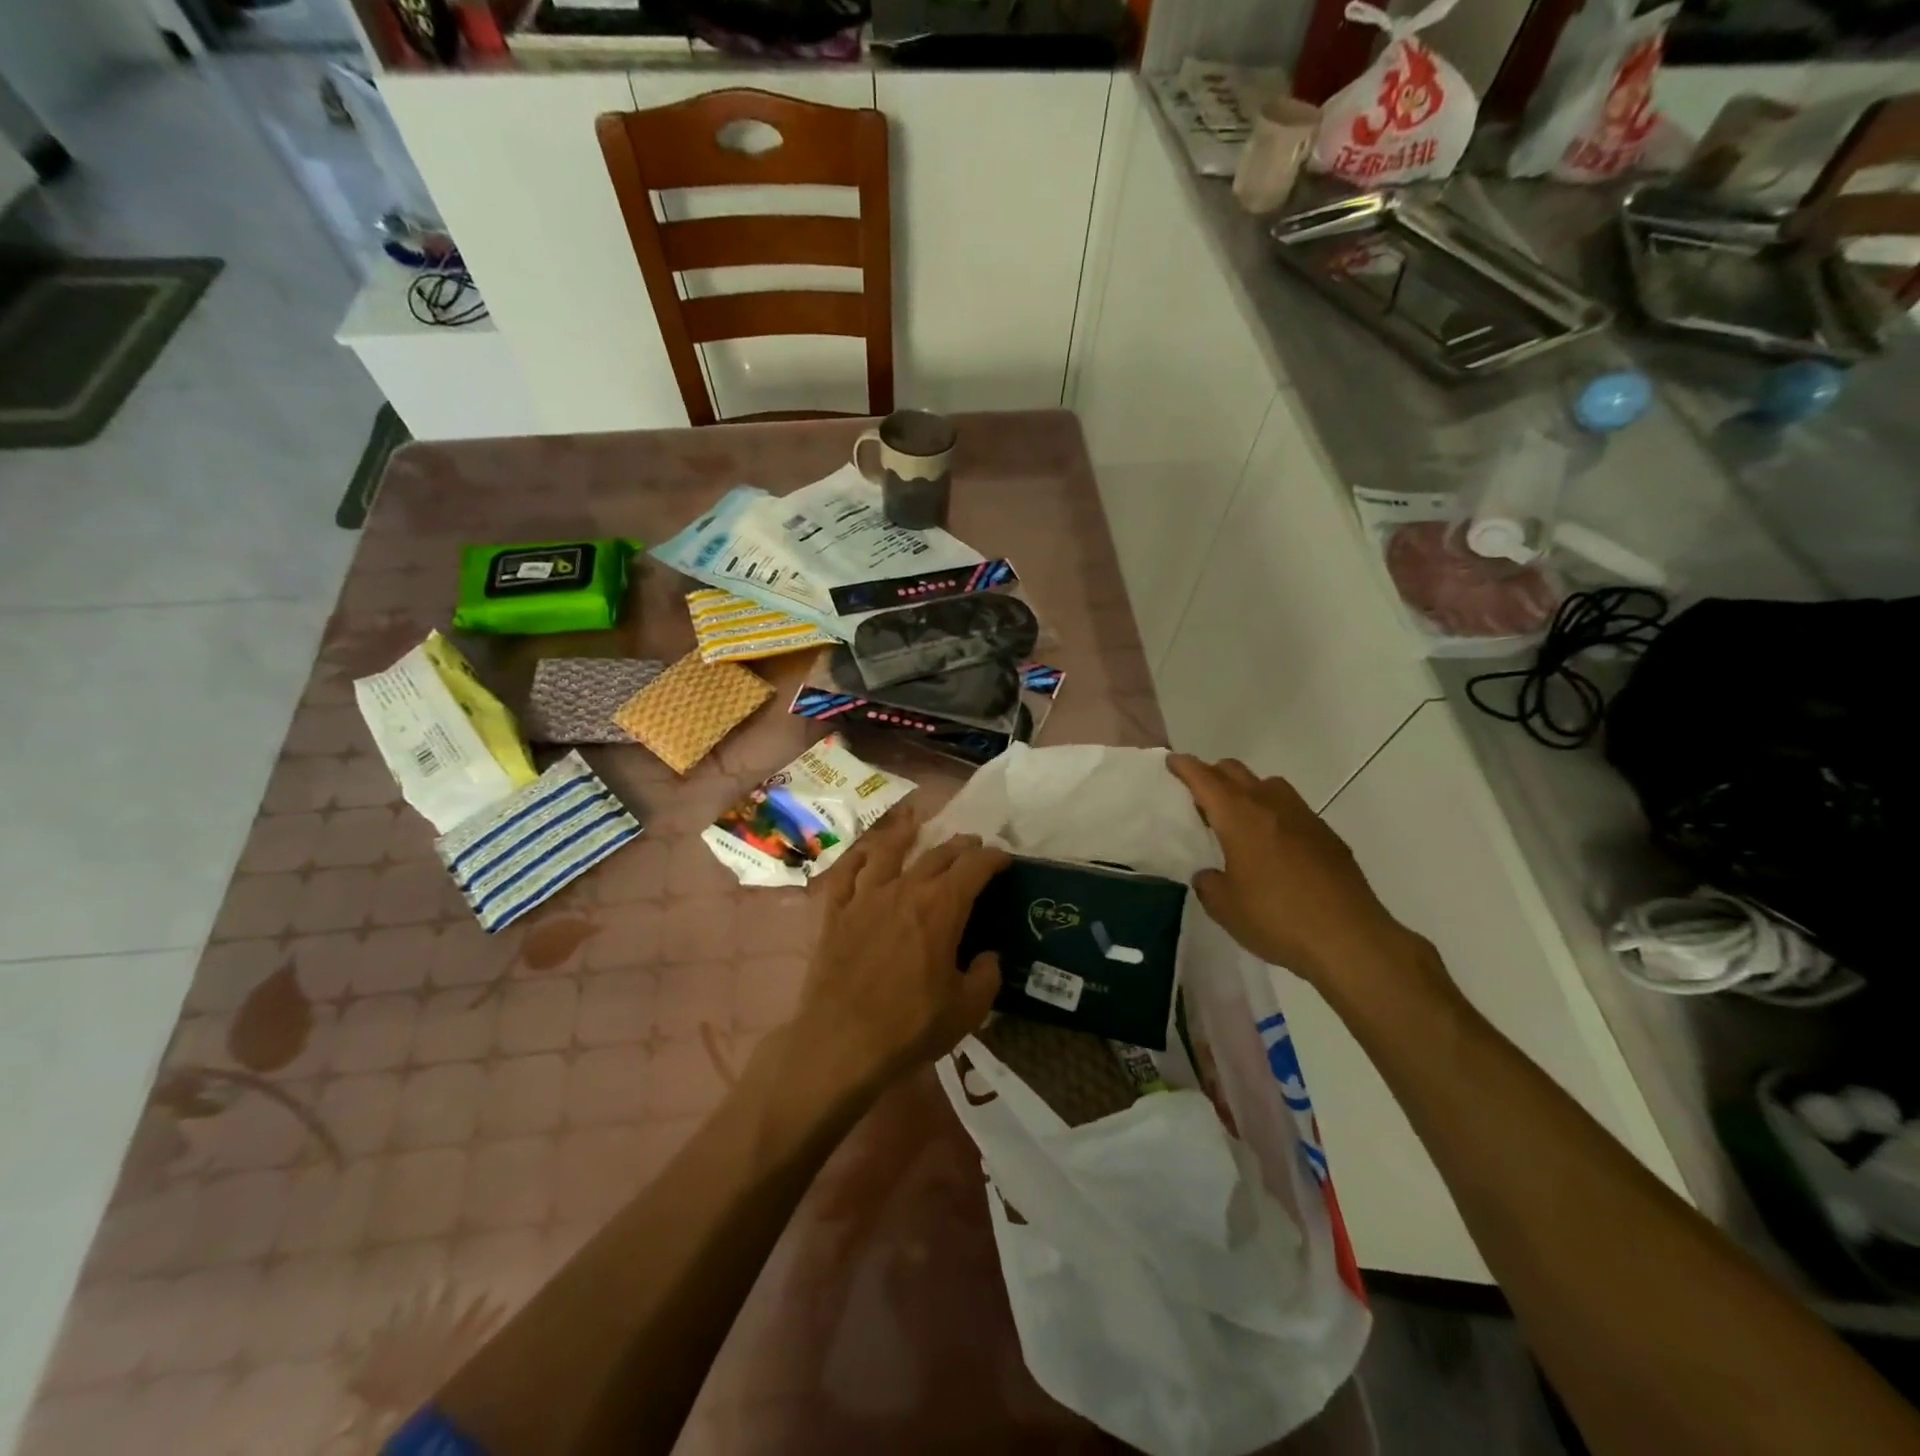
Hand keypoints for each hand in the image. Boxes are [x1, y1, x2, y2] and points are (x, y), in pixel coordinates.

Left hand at [799, 806, 1008, 1087]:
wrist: (841, 1042)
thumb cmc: (910, 1026)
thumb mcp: (967, 1009)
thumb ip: (987, 976)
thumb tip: (989, 956)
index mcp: (941, 907)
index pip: (974, 867)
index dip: (993, 858)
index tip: (1004, 859)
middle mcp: (905, 889)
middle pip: (937, 854)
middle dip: (960, 847)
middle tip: (972, 847)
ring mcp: (866, 897)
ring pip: (890, 852)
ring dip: (908, 835)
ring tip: (917, 825)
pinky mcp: (836, 912)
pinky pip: (847, 874)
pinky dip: (860, 858)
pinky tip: (866, 855)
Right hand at [1168, 754, 1433, 997]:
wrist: (1350, 939)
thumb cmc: (1276, 918)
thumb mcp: (1224, 907)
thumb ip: (1208, 882)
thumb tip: (1211, 874)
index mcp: (1239, 817)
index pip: (1205, 779)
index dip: (1185, 767)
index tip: (1172, 761)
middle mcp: (1271, 805)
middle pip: (1236, 772)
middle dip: (1213, 774)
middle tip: (1199, 795)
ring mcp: (1303, 817)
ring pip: (1268, 785)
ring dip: (1247, 791)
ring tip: (1237, 819)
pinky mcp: (1327, 836)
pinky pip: (1292, 810)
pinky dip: (1274, 815)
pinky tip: (1273, 846)